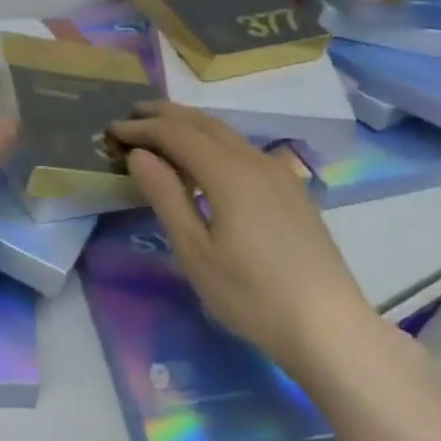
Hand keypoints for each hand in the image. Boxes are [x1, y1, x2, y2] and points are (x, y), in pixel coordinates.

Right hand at [111, 103, 379, 370]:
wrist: (328, 326)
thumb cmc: (251, 295)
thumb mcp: (195, 251)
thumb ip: (166, 197)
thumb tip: (139, 155)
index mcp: (229, 173)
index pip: (177, 134)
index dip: (142, 128)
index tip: (112, 129)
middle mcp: (256, 160)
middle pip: (205, 123)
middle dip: (166, 115)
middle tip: (132, 114)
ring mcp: (280, 173)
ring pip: (228, 135)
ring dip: (191, 127)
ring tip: (162, 131)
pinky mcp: (293, 190)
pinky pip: (245, 151)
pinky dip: (215, 143)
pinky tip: (207, 162)